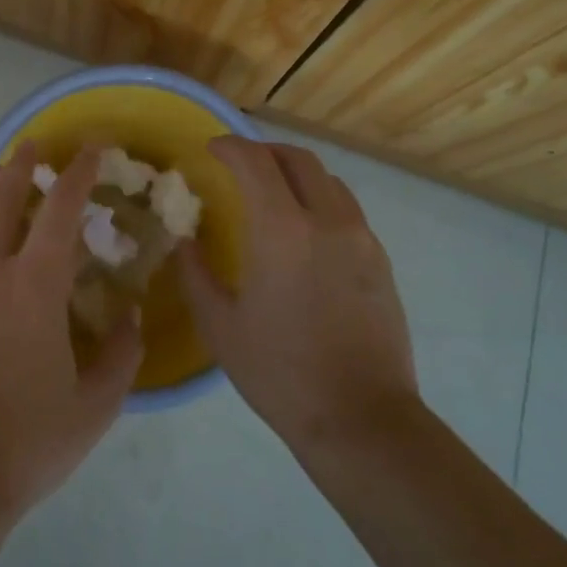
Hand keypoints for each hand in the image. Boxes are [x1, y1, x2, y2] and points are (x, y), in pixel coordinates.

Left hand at [0, 142, 142, 523]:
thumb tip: (129, 314)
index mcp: (34, 286)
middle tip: (32, 146)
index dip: (78, 173)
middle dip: (21, 166)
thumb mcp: (96, 406)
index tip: (91, 149)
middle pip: (1, 200)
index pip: (61, 210)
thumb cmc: (26, 444)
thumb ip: (122, 354)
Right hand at [182, 137, 417, 451]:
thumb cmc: (281, 373)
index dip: (230, 146)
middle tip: (241, 164)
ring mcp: (361, 238)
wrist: (362, 419)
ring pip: (328, 180)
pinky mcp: (380, 260)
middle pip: (298, 159)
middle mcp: (326, 220)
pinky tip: (307, 232)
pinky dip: (321, 200)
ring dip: (296, 173)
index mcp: (282, 230)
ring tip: (275, 192)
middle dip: (265, 151)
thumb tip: (186, 242)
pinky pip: (347, 209)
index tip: (212, 149)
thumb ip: (196, 274)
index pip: (254, 161)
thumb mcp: (220, 327)